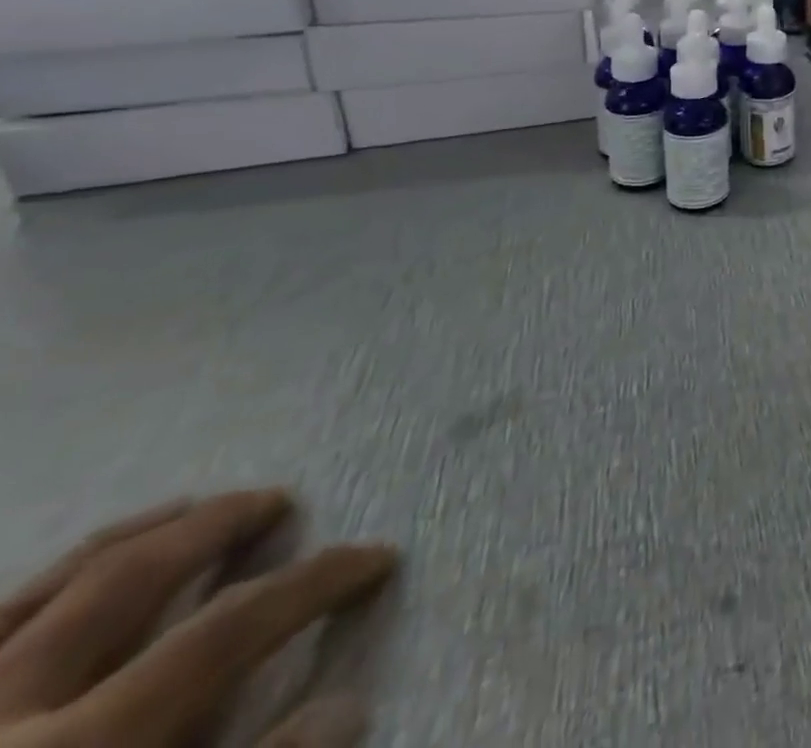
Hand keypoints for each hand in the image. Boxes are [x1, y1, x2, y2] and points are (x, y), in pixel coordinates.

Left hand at [0, 491, 396, 746]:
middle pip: (132, 578)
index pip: (230, 630)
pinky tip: (61, 578)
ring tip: (189, 505)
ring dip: (131, 536)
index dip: (316, 584)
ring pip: (42, 586)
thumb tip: (347, 708)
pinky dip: (32, 589)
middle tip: (278, 501)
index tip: (377, 558)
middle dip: (221, 525)